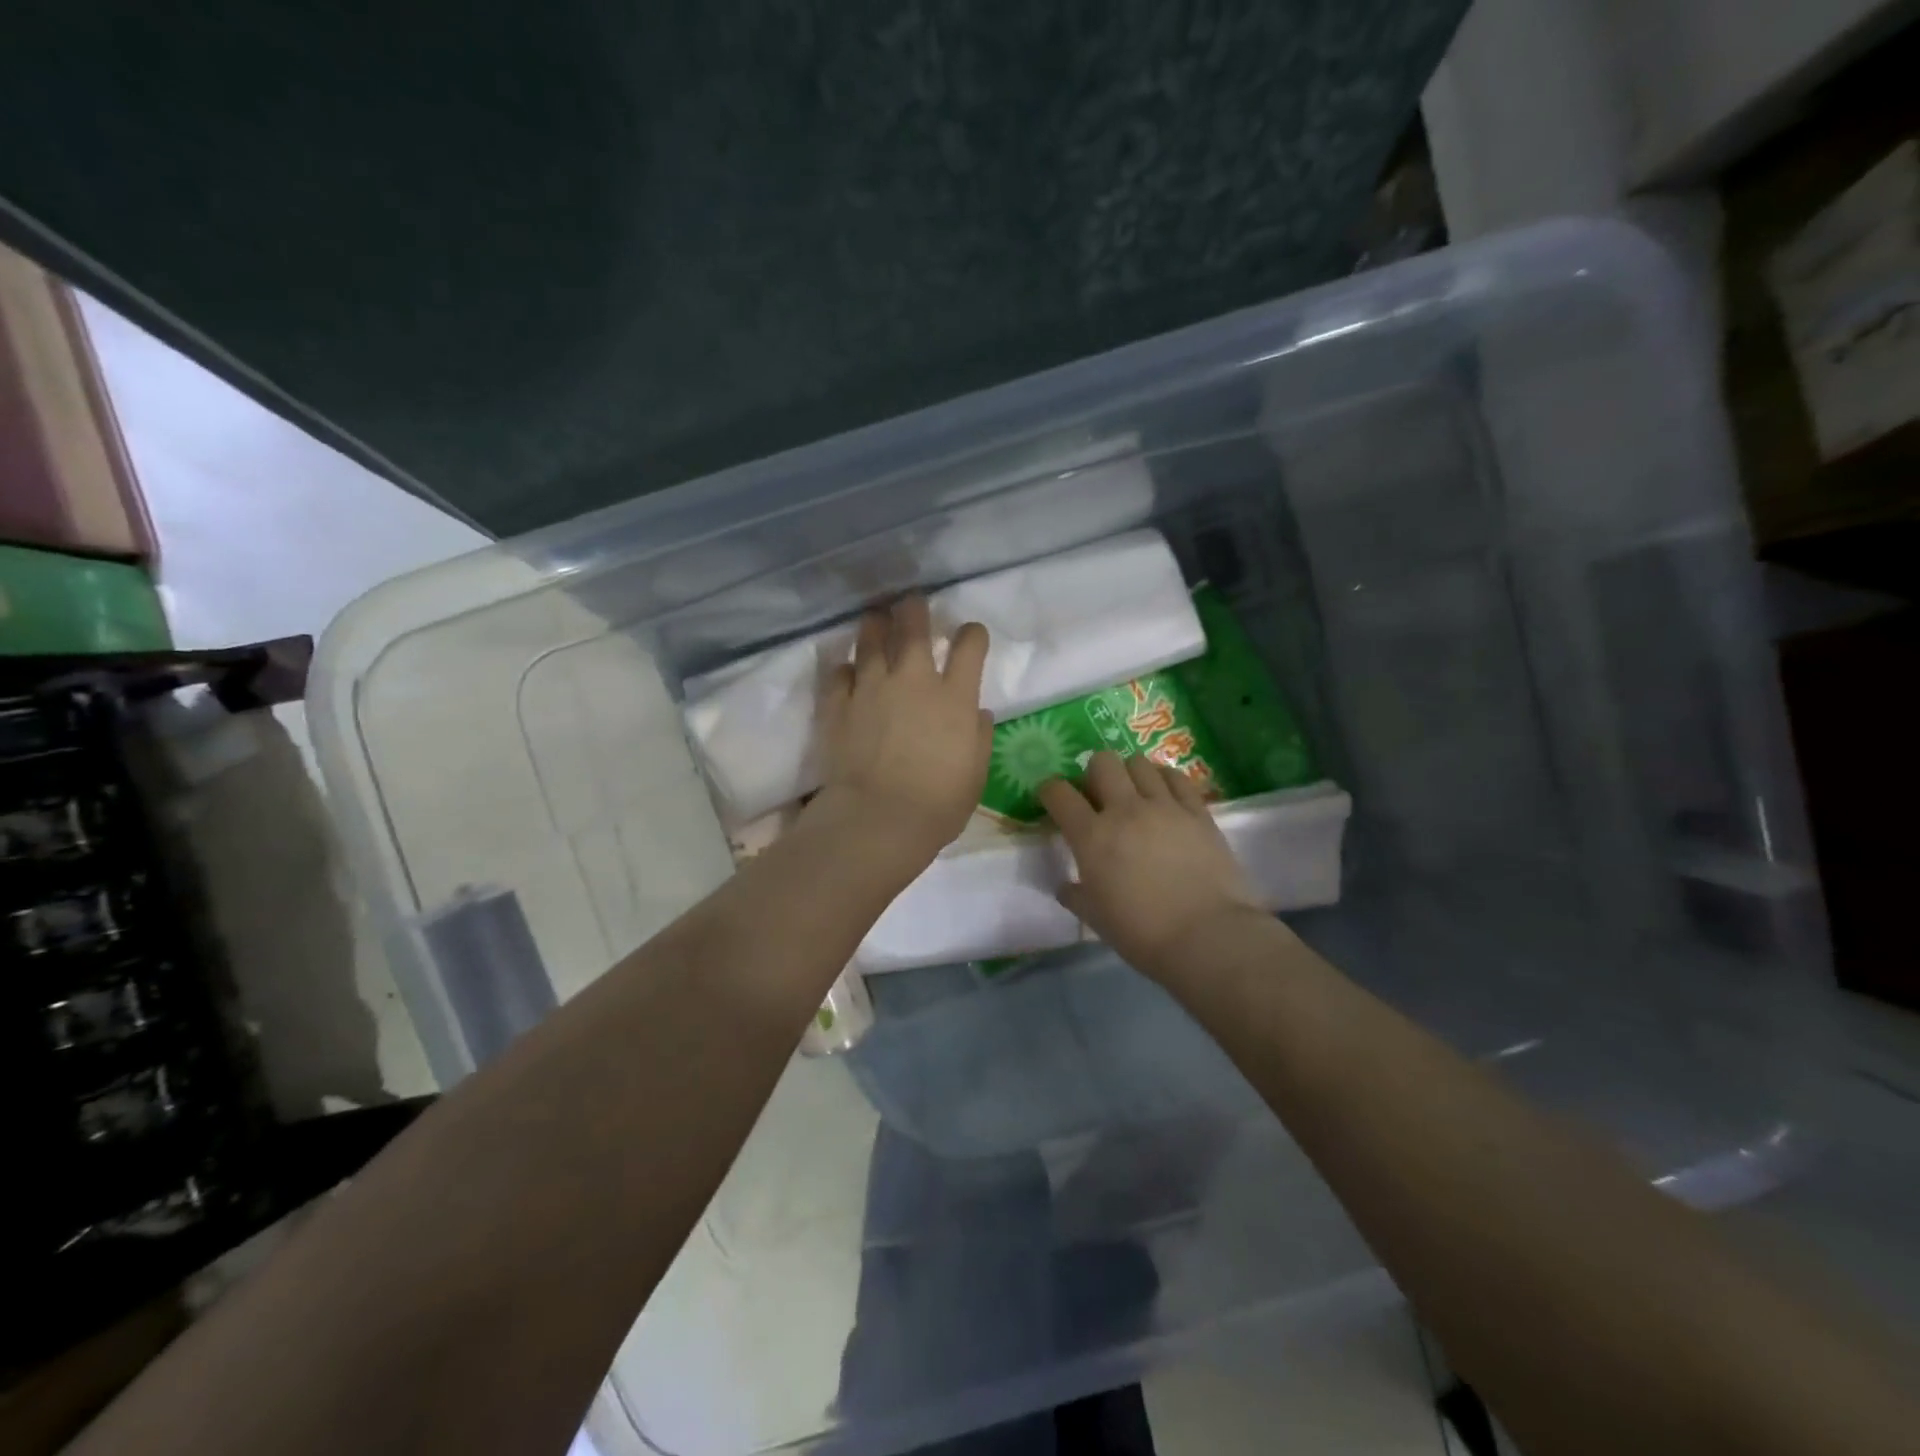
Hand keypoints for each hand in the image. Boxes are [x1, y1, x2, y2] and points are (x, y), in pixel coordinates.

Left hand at [811, 596, 993, 866]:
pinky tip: (846, 670)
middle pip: (914, 627)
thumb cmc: (937, 804)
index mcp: (954, 697)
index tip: (970, 635)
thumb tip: (977, 713)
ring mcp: (872, 688)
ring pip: (871, 640)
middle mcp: (913, 681)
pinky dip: (844, 668)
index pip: (969, 646)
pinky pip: (839, 673)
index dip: (972, 634)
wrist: (877, 819)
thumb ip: (979, 738)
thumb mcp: (975, 775)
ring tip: (876, 618)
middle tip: (912, 603)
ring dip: (876, 625)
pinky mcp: (839, 704)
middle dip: (915, 609)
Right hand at [1040, 751, 1264, 979]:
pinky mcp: (1198, 811)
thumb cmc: (1142, 933)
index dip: (1050, 790)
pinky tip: (1165, 795)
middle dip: (1094, 773)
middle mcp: (1125, 810)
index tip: (1052, 799)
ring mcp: (1164, 806)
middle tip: (1099, 796)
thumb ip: (1075, 895)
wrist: (1207, 937)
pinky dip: (1165, 779)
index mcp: (1091, 836)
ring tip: (1135, 794)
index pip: (1059, 793)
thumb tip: (1066, 886)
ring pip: (1139, 763)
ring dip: (1130, 773)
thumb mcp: (1095, 918)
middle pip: (1102, 762)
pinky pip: (1176, 777)